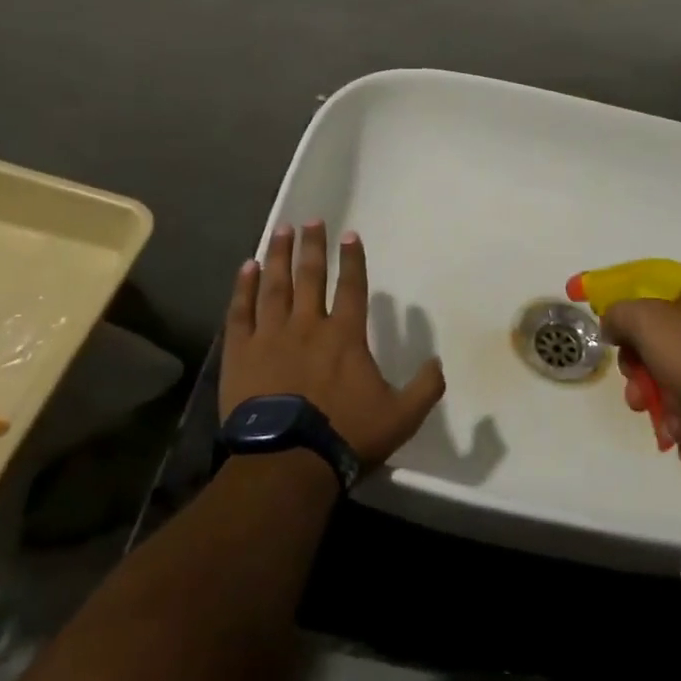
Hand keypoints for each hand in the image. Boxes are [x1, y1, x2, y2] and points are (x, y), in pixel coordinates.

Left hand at [221, 221, 445, 468]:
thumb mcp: (401, 417)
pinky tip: (246, 268)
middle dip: (312, 246)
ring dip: (279, 256)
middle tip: (311, 220)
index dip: (352, 260)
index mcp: (345, 335)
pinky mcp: (241, 353)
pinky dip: (243, 288)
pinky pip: (241, 312)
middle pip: (311, 276)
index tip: (349, 235)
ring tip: (281, 231)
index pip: (352, 287)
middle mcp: (308, 325)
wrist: (286, 461)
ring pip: (275, 286)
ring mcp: (271, 336)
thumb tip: (438, 362)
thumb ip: (424, 387)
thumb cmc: (345, 435)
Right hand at [602, 276, 680, 457]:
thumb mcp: (648, 323)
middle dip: (642, 376)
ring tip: (669, 430)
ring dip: (663, 406)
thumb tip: (612, 324)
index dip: (628, 323)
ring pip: (679, 378)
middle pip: (661, 343)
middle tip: (637, 398)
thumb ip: (619, 315)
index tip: (619, 350)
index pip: (650, 297)